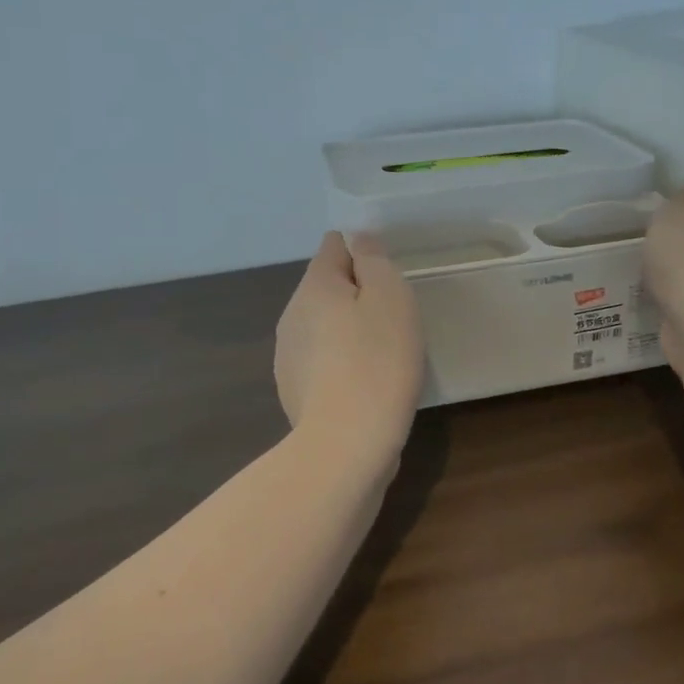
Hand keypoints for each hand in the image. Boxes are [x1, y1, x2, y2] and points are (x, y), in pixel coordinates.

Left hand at [275, 232, 424, 465]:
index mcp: (314, 285)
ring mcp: (288, 356)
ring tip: (383, 356)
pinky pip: (323, 361)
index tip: (390, 279)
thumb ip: (374, 260)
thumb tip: (358, 239)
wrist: (346, 444)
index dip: (365, 253)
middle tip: (395, 320)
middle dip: (359, 295)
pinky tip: (364, 386)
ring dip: (350, 331)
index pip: (335, 245)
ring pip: (324, 326)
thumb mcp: (390, 298)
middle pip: (328, 287)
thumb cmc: (377, 362)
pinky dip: (342, 364)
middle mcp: (292, 314)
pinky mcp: (294, 391)